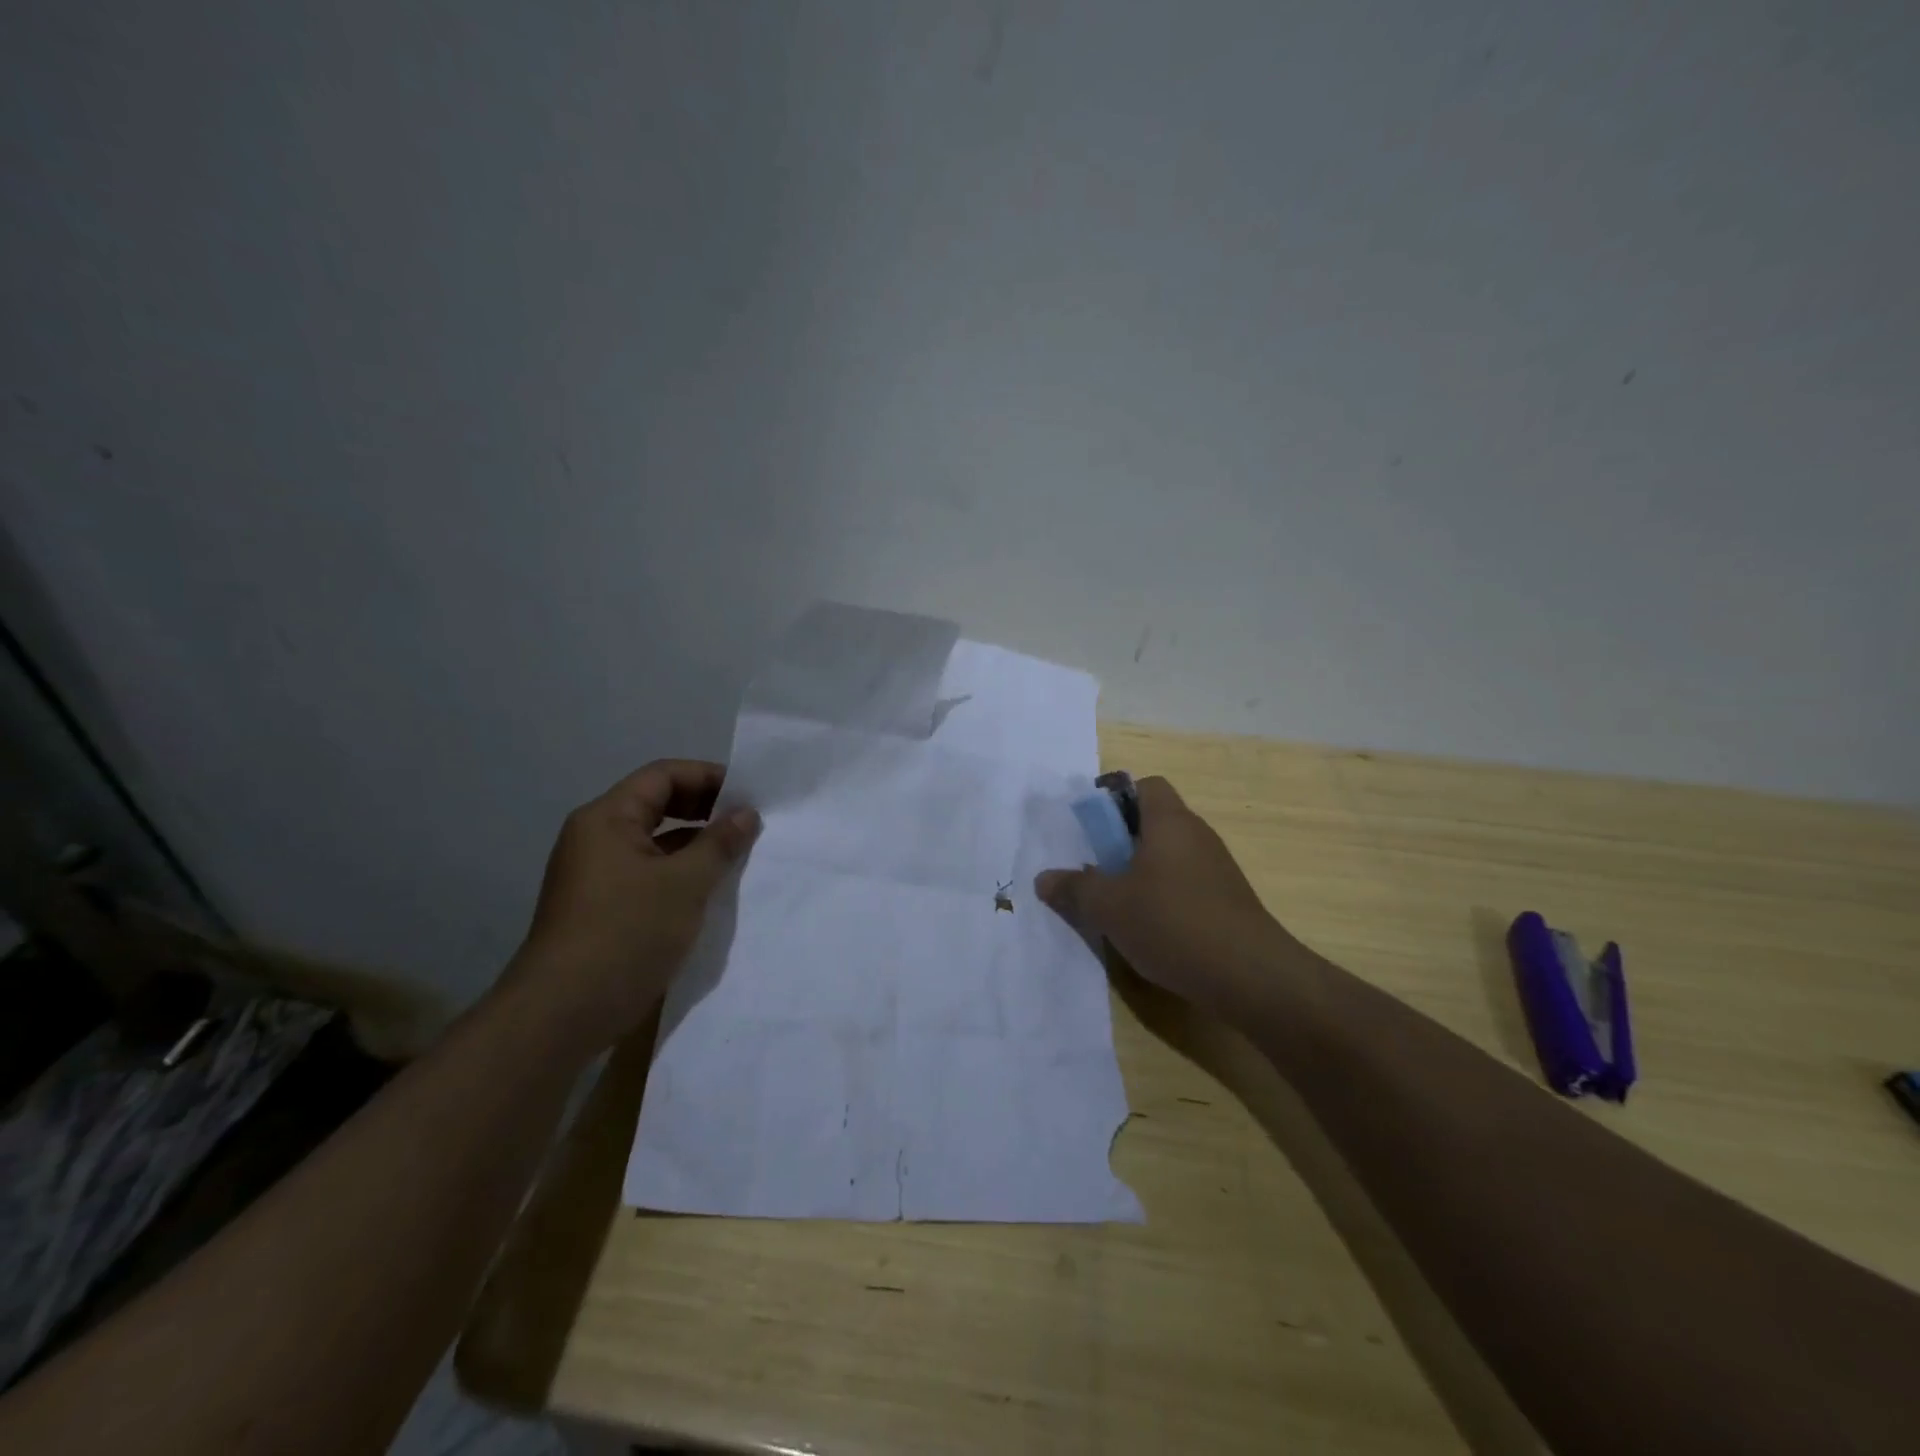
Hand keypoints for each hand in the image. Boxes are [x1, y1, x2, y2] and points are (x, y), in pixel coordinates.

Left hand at [497, 759, 759, 1055]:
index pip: (663, 775)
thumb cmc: (626, 934)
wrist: (562, 1014)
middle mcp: (597, 837)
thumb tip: (746, 814)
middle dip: (705, 809)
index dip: (709, 777)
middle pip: (657, 804)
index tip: (751, 794)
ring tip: (739, 855)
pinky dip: (680, 872)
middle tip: (749, 823)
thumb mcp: (685, 884)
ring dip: (696, 843)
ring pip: (655, 841)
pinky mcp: (602, 906)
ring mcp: (596, 874)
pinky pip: (648, 872)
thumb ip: (720, 843)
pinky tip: (711, 889)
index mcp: (608, 818)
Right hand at [1034, 777, 1292, 1016]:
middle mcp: (1197, 835)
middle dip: (1121, 841)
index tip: (1092, 827)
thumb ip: (1074, 888)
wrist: (1250, 975)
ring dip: (1141, 873)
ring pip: (1169, 856)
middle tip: (1094, 868)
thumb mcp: (1109, 906)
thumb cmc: (1172, 922)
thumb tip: (1043, 879)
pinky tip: (1148, 929)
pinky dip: (1163, 897)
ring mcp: (1217, 869)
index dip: (1116, 798)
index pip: (1145, 785)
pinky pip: (1186, 884)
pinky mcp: (1227, 901)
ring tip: (1115, 903)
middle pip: (1154, 822)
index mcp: (1169, 822)